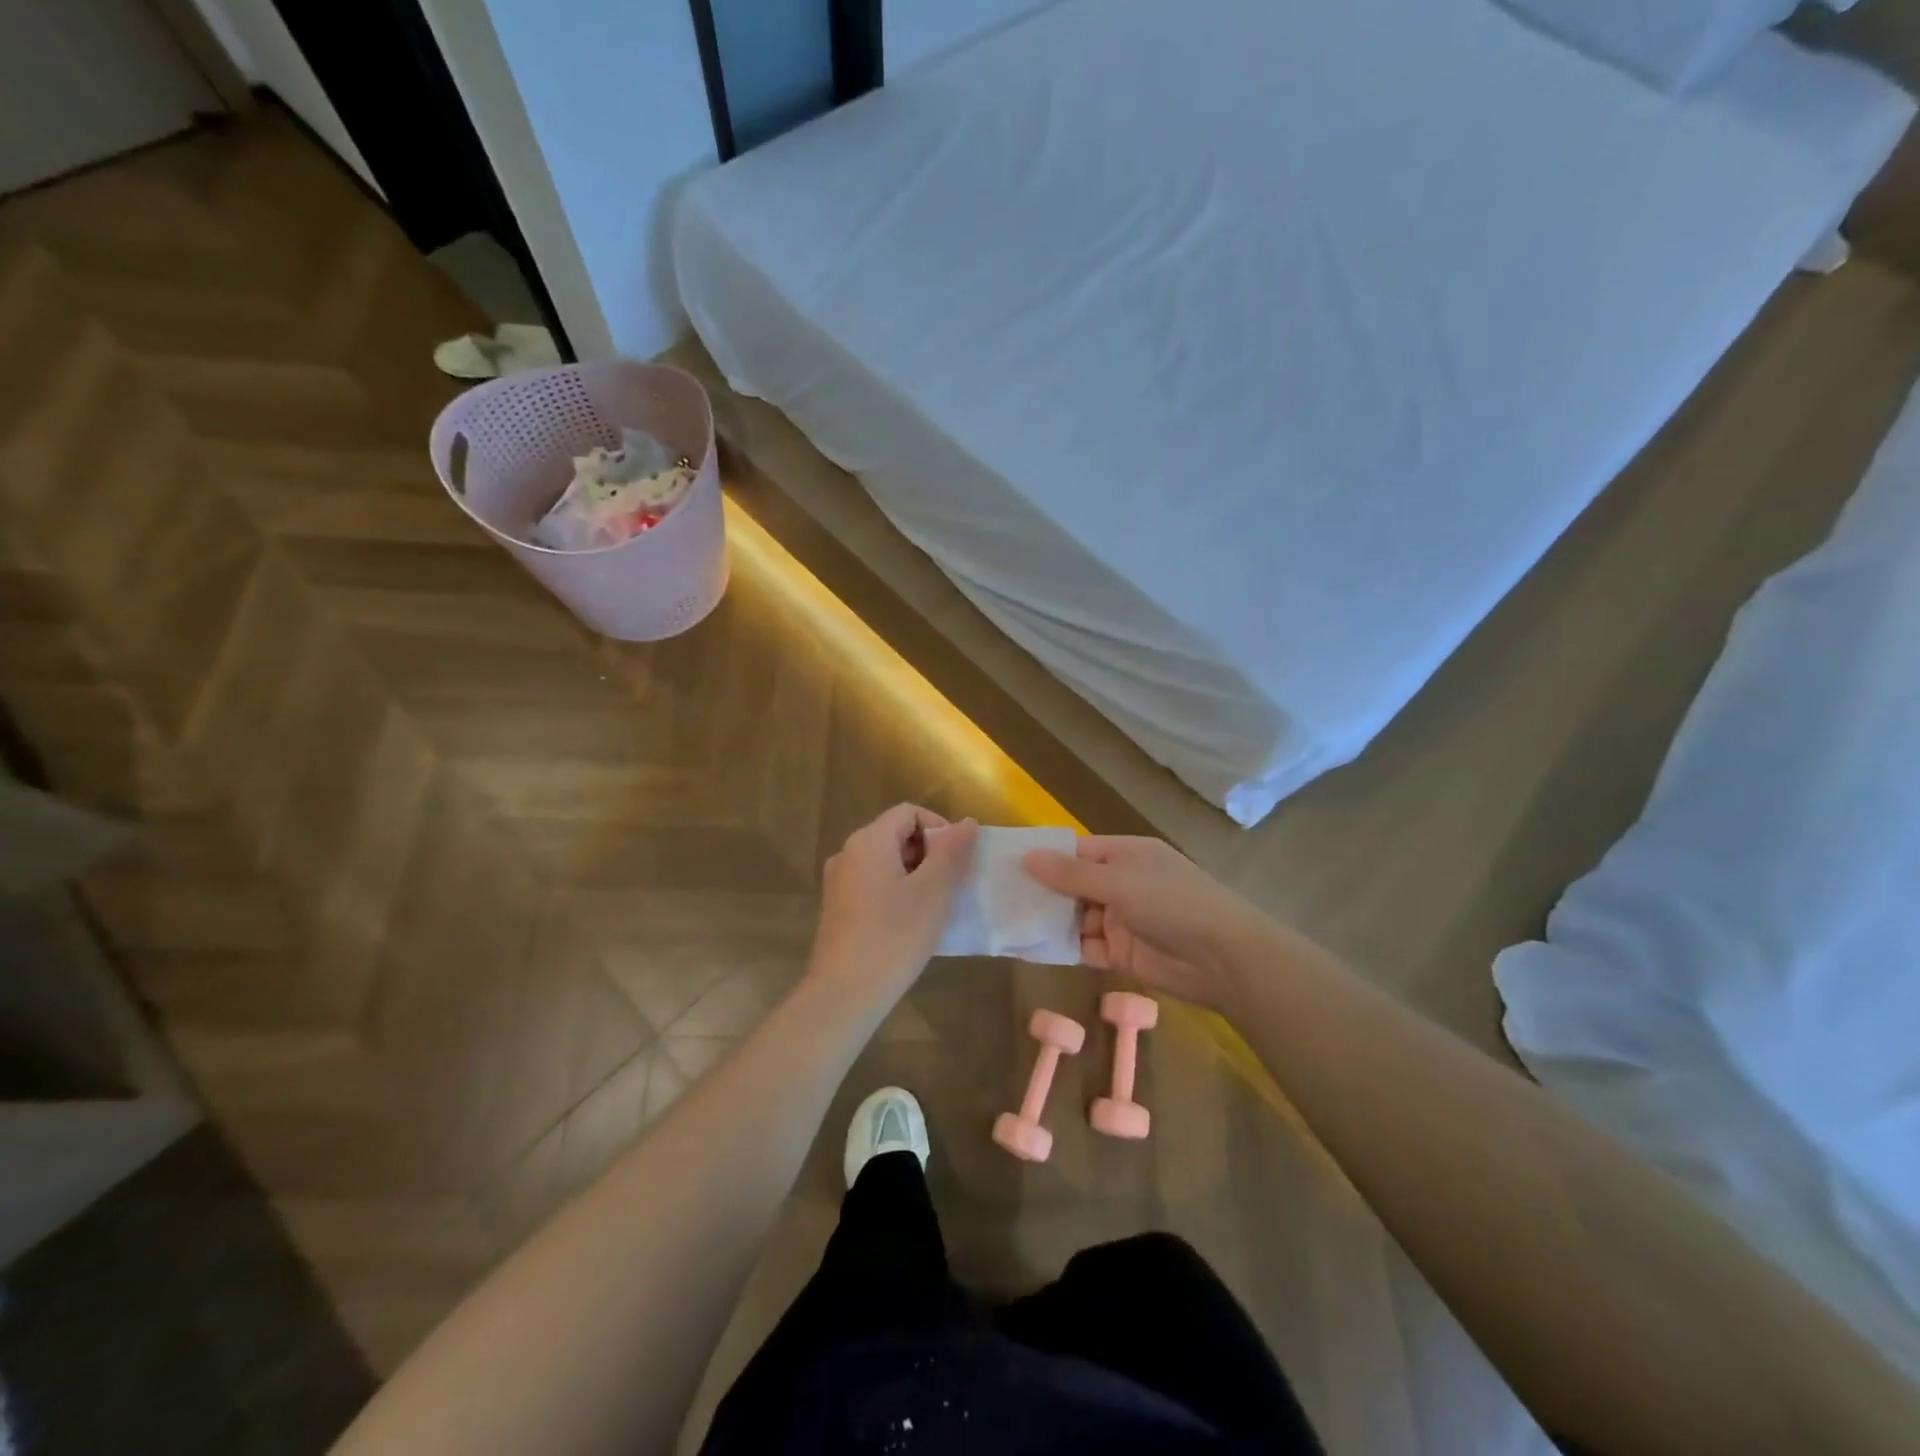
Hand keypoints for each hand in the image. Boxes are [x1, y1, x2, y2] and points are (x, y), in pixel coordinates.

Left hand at [808, 805, 976, 1001]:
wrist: (845, 992)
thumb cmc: (894, 935)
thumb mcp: (933, 890)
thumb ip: (952, 851)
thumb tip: (967, 822)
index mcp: (868, 841)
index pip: (909, 812)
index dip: (939, 827)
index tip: (957, 860)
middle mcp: (847, 853)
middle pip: (896, 835)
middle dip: (929, 853)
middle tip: (950, 885)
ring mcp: (838, 883)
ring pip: (885, 863)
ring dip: (915, 875)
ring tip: (934, 906)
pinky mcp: (837, 909)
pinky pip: (873, 885)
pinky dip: (896, 893)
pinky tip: (909, 924)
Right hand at [1022, 836, 1257, 1011]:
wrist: (1222, 959)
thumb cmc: (1171, 902)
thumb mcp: (1118, 881)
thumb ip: (1070, 873)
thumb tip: (1026, 856)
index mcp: (1125, 854)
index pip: (1077, 850)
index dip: (1045, 856)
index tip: (1006, 863)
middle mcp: (1121, 883)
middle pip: (1073, 885)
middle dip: (1042, 891)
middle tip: (997, 897)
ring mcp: (1121, 919)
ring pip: (1075, 917)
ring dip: (1049, 921)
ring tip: (1006, 923)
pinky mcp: (1121, 953)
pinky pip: (1084, 947)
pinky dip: (1063, 948)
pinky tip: (1030, 948)